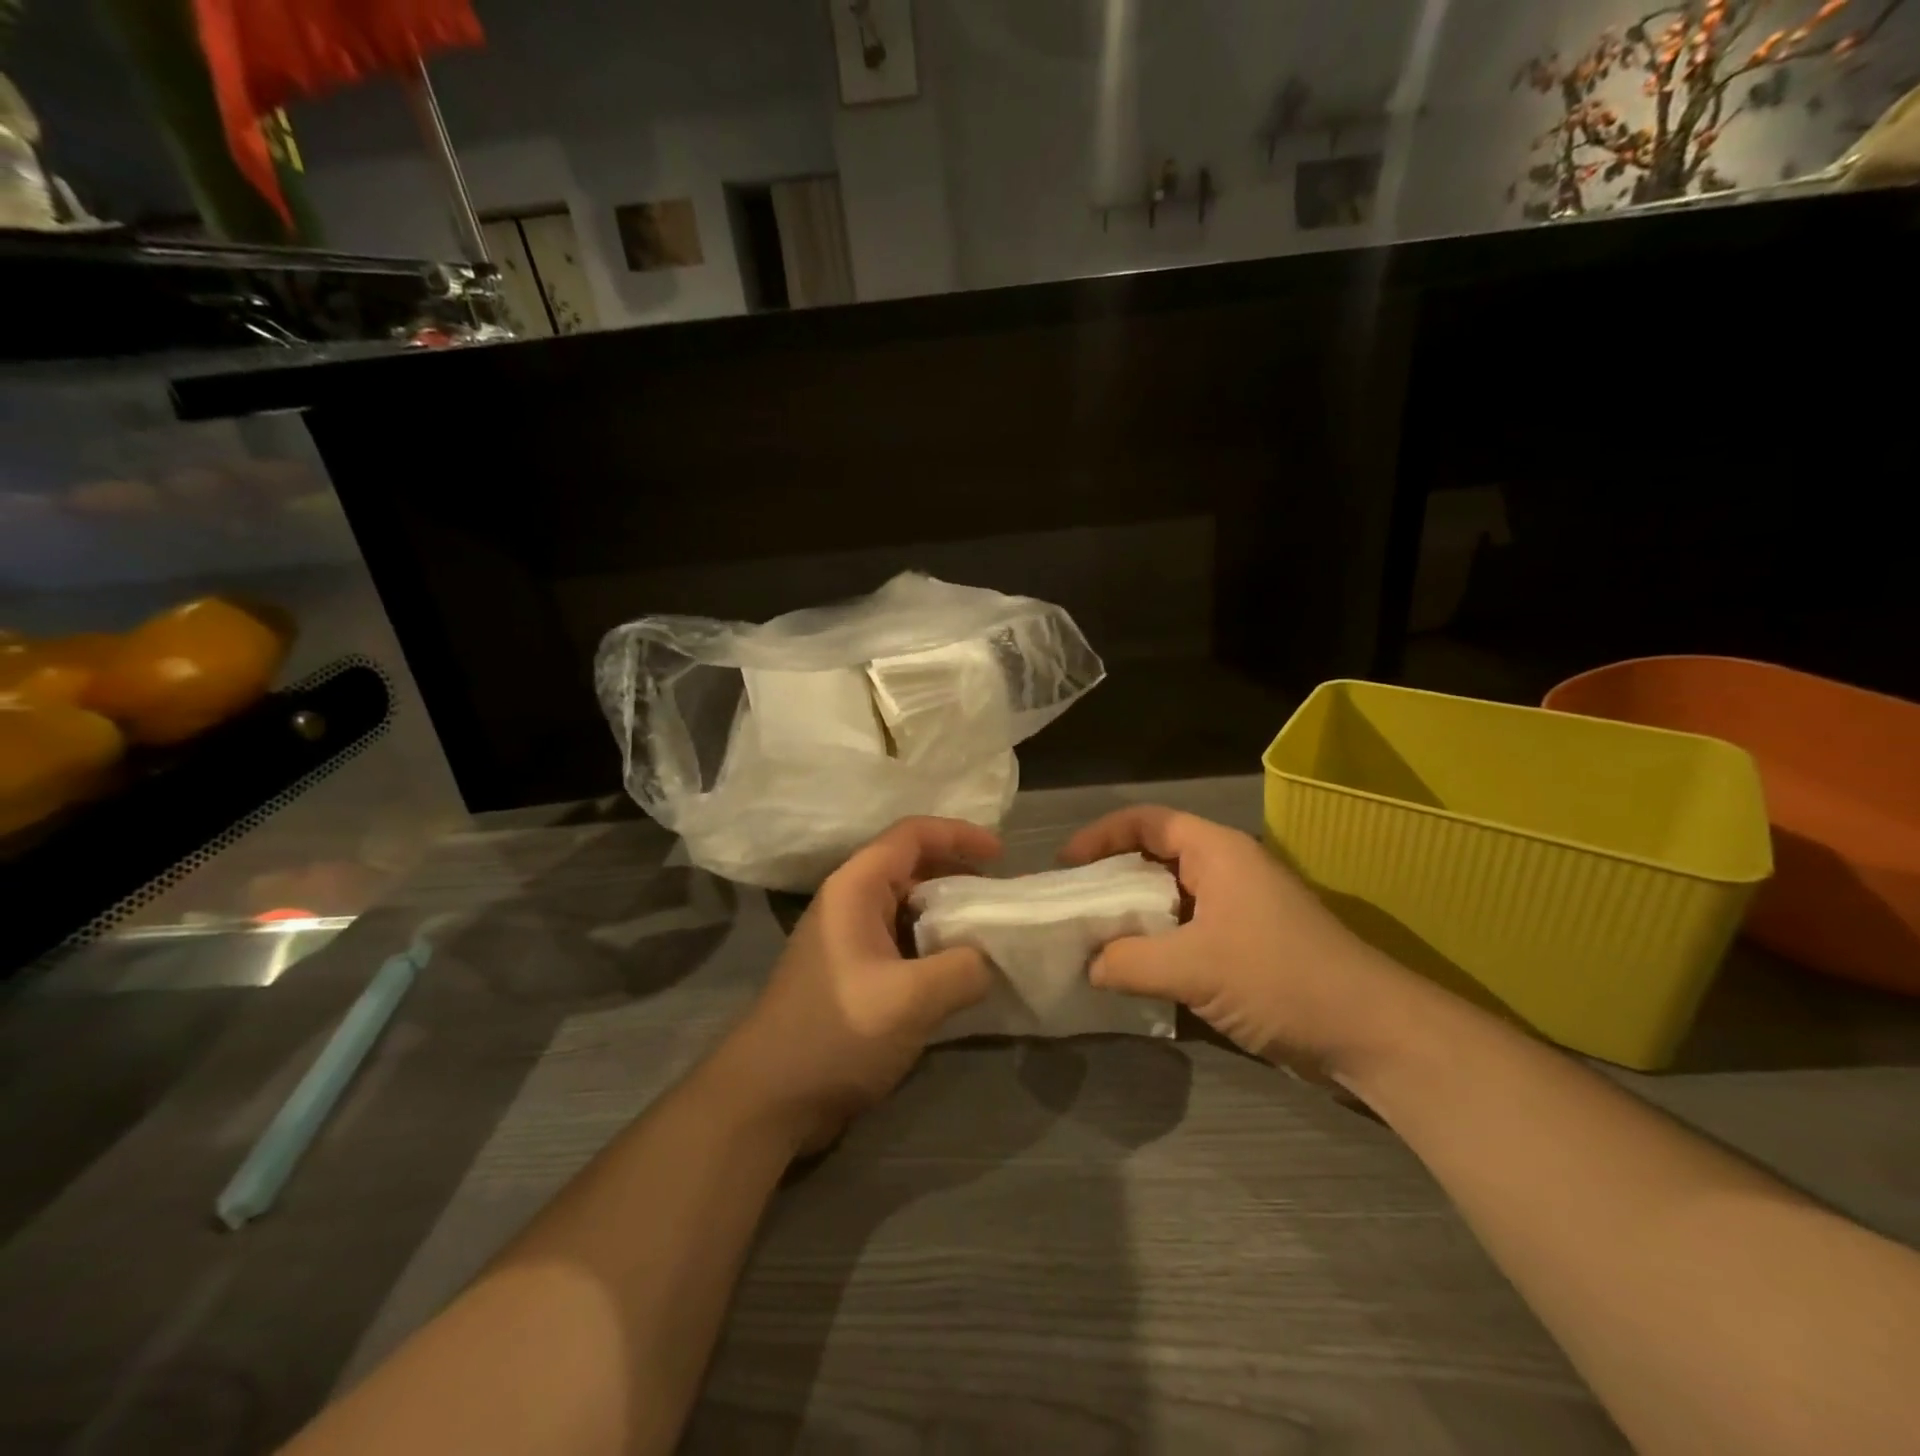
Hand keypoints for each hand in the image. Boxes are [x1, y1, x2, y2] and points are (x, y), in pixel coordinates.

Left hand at [716, 817, 999, 1154]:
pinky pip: (902, 942)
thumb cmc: (836, 1032)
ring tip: (988, 936)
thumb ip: (963, 969)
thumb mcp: (911, 999)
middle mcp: (850, 902)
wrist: (768, 1098)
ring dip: (948, 915)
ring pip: (908, 907)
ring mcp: (848, 940)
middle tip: (1000, 900)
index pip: (912, 834)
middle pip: (912, 866)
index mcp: (856, 887)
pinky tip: (960, 974)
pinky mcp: (853, 973)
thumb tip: (989, 960)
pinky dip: (934, 946)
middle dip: (958, 875)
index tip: (1002, 857)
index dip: (959, 834)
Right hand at [1060, 806, 1420, 1077]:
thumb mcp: (1193, 967)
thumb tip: (1089, 965)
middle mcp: (1227, 870)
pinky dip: (1158, 944)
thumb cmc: (1279, 978)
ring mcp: (1240, 910)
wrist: (1369, 1032)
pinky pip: (1189, 931)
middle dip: (1112, 878)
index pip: (1148, 821)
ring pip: (1171, 899)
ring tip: (1094, 940)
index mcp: (1217, 852)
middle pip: (1156, 858)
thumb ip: (1129, 962)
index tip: (1065, 864)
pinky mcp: (1248, 946)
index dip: (1102, 834)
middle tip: (1074, 905)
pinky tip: (1135, 972)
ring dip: (1133, 916)